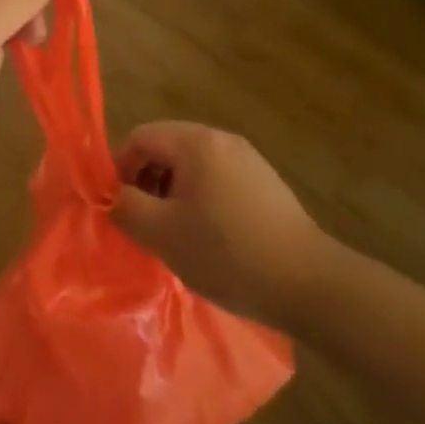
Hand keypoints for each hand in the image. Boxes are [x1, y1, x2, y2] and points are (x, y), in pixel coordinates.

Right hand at [110, 121, 330, 325]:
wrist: (311, 285)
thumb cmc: (227, 253)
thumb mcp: (162, 233)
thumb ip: (125, 207)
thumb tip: (113, 195)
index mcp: (196, 142)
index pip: (139, 137)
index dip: (118, 169)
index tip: (118, 208)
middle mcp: (222, 140)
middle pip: (165, 149)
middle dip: (145, 182)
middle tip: (144, 224)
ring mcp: (248, 161)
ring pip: (191, 167)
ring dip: (172, 194)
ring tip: (174, 236)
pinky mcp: (266, 185)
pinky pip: (217, 181)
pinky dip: (200, 202)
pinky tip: (208, 239)